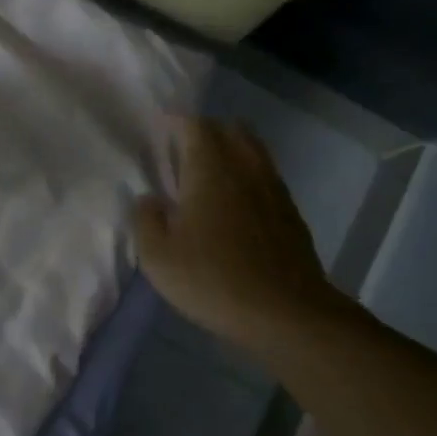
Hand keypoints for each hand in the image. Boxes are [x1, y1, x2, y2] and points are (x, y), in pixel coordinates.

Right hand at [133, 117, 342, 359]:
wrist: (286, 312)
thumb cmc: (213, 280)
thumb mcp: (158, 257)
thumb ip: (146, 220)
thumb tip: (149, 199)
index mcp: (210, 170)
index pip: (194, 126)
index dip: (175, 122)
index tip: (159, 127)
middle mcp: (245, 168)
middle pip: (228, 129)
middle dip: (204, 131)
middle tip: (181, 150)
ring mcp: (273, 188)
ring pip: (252, 150)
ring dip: (230, 150)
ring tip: (208, 172)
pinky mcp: (290, 212)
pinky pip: (265, 176)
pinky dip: (246, 175)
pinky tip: (234, 202)